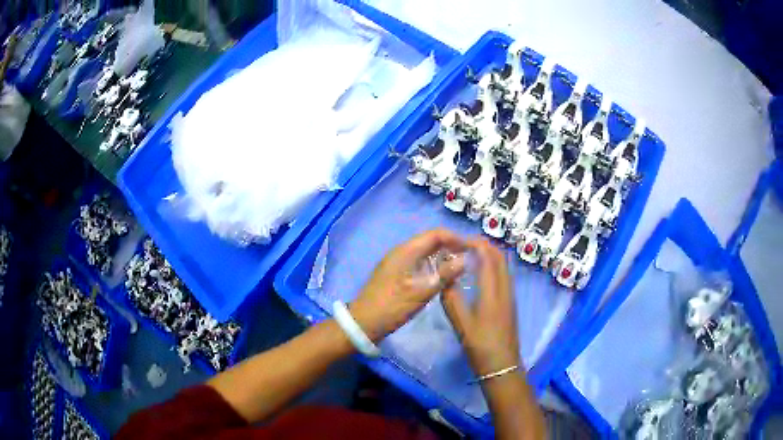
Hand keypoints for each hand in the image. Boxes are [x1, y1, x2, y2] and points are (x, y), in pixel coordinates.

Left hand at [349, 229, 465, 342]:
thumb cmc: (391, 307)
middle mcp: (402, 252)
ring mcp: (399, 262)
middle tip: (471, 259)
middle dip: (452, 247)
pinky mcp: (398, 273)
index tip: (473, 249)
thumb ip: (443, 275)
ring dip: (444, 257)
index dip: (456, 238)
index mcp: (406, 251)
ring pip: (426, 253)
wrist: (363, 323)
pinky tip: (444, 278)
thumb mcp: (419, 293)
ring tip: (462, 269)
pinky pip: (420, 263)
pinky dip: (434, 266)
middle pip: (431, 241)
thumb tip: (465, 260)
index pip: (436, 234)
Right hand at [441, 239, 519, 375]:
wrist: (502, 366)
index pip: (488, 258)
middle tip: (465, 244)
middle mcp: (505, 289)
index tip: (460, 241)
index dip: (476, 244)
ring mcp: (510, 297)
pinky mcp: (509, 304)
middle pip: (500, 258)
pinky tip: (480, 275)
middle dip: (485, 246)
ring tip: (471, 255)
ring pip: (504, 266)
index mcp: (493, 292)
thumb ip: (452, 300)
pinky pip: (504, 276)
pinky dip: (493, 267)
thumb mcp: (462, 325)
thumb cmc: (481, 346)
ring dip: (490, 255)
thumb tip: (444, 279)